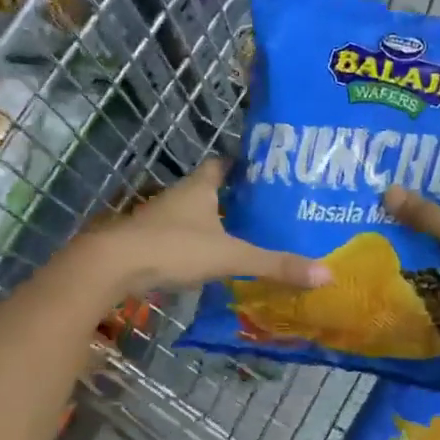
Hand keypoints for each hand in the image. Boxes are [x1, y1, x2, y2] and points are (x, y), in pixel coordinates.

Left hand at [81, 159, 331, 297]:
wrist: (112, 266)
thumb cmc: (174, 248)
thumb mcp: (231, 256)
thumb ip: (275, 265)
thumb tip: (326, 274)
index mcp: (200, 187)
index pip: (224, 164)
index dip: (243, 165)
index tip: (266, 171)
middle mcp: (179, 197)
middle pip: (209, 189)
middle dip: (233, 197)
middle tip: (266, 208)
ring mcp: (159, 219)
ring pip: (193, 215)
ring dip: (213, 222)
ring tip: (245, 235)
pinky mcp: (147, 242)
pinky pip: (179, 238)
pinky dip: (196, 245)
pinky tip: (211, 261)